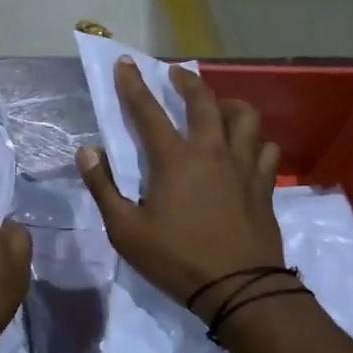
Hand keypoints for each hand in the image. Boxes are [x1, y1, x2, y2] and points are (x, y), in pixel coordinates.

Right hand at [79, 58, 282, 318]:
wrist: (239, 289)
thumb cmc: (176, 260)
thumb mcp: (126, 231)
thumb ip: (103, 187)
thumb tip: (86, 151)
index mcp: (175, 159)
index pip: (148, 111)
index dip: (133, 85)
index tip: (126, 63)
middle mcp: (212, 151)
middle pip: (203, 102)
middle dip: (187, 82)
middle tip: (176, 75)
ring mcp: (243, 166)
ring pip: (245, 117)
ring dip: (228, 104)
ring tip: (218, 107)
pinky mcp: (264, 184)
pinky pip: (265, 148)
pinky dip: (255, 140)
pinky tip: (246, 148)